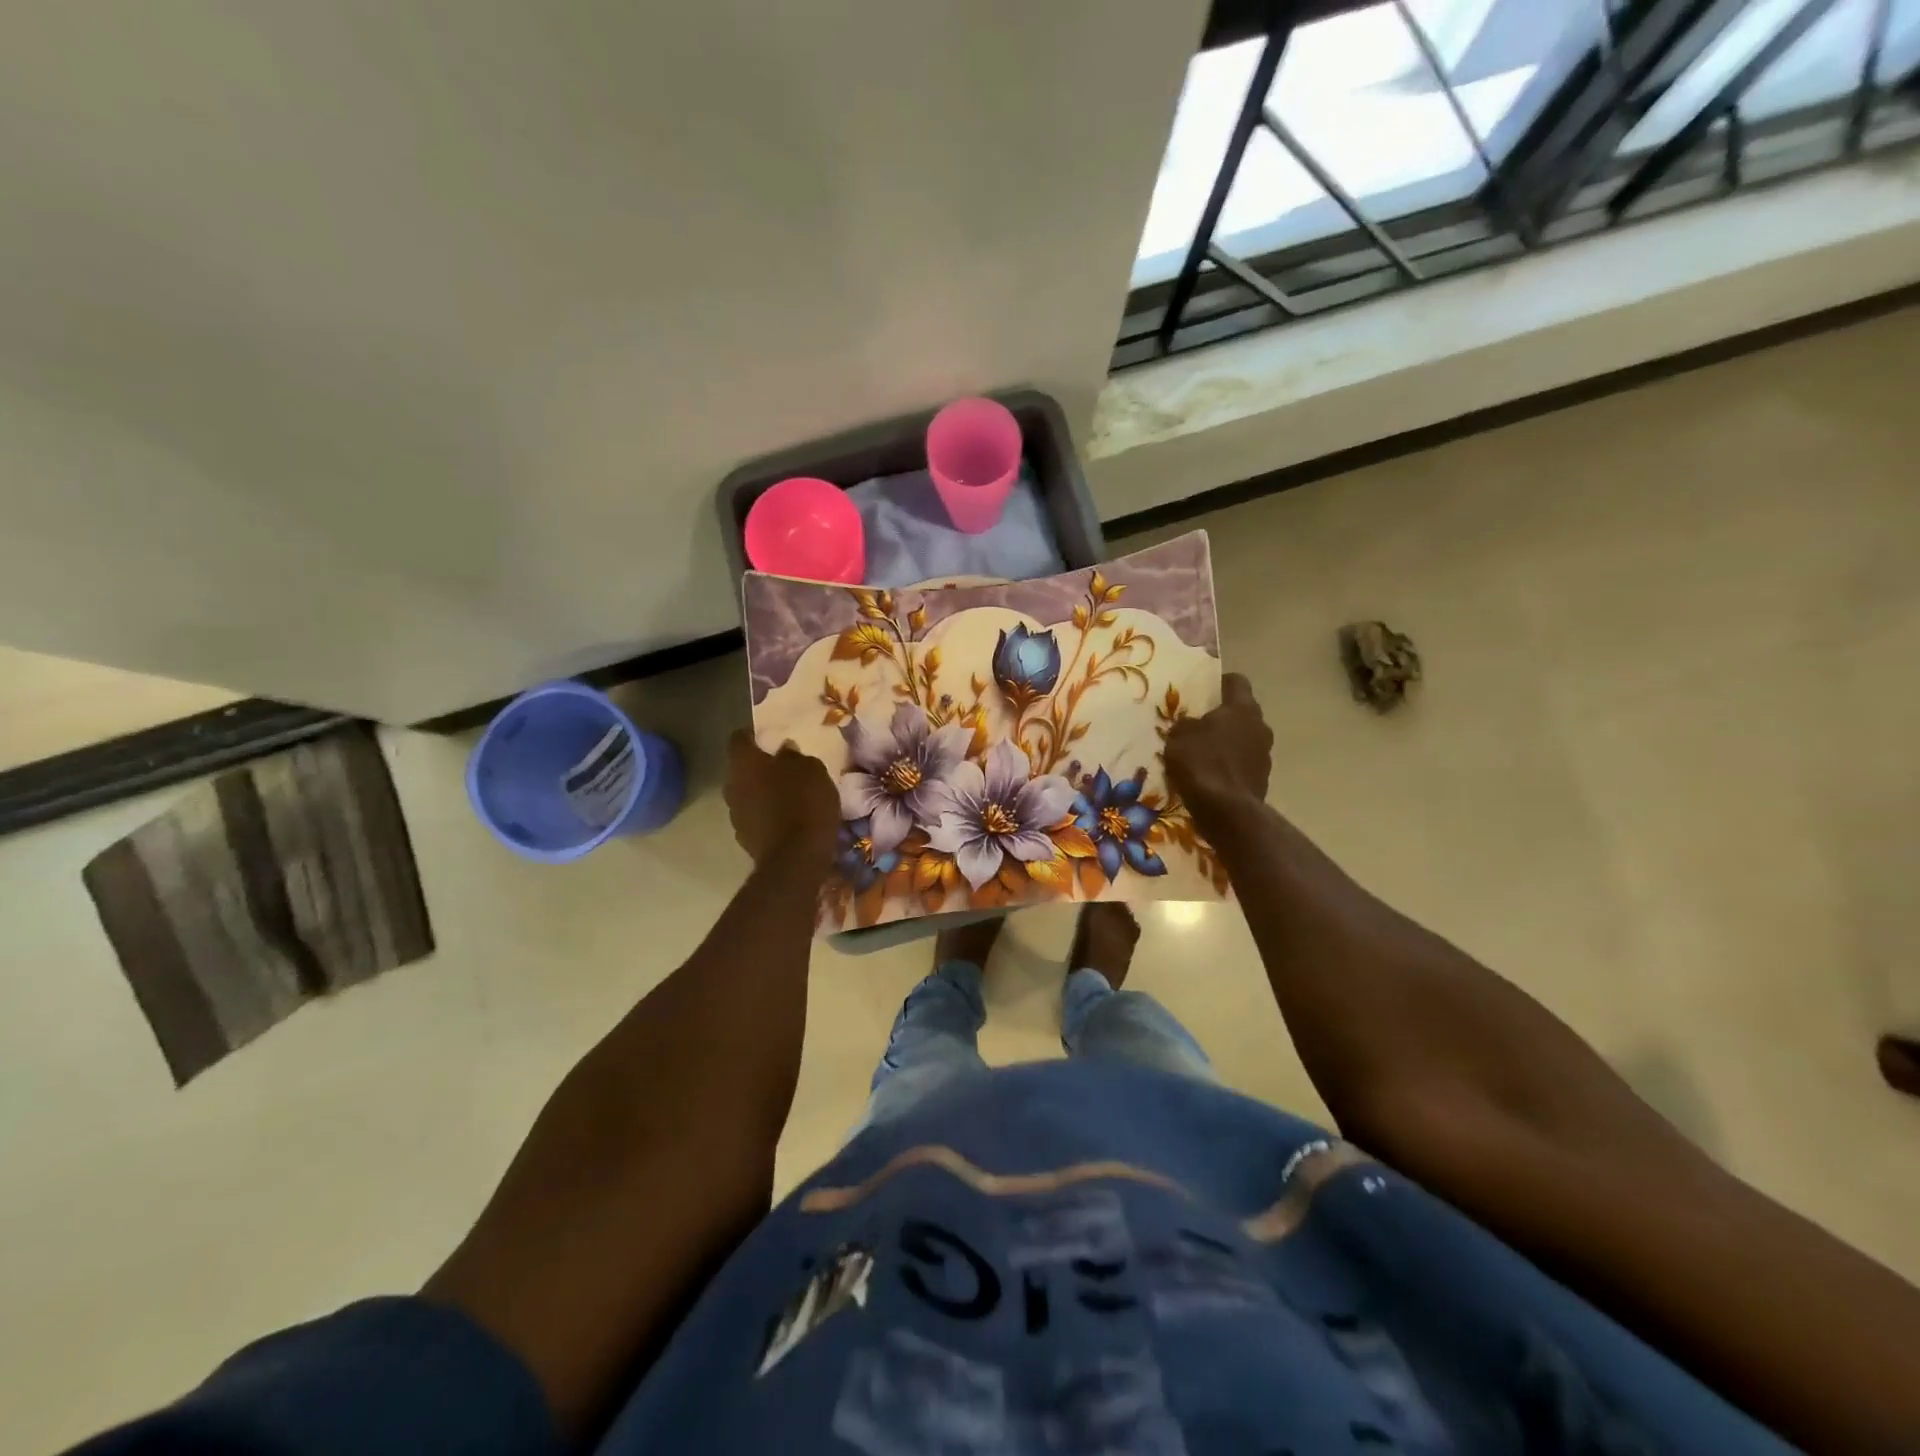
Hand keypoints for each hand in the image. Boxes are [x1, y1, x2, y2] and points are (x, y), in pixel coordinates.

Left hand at [725, 730, 839, 869]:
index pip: (739, 738)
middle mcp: (731, 786)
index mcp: (744, 763)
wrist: (797, 858)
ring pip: (747, 795)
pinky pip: (755, 818)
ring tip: (788, 797)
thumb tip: (784, 750)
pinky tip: (788, 820)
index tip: (772, 739)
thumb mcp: (812, 769)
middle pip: (742, 769)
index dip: (754, 736)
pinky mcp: (744, 839)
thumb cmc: (805, 803)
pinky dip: (767, 816)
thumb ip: (794, 756)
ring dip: (762, 793)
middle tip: (784, 769)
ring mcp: (735, 815)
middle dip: (760, 768)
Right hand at [1166, 673, 1271, 818]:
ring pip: (1245, 739)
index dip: (1220, 683)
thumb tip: (1190, 724)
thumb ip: (1186, 724)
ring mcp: (1265, 754)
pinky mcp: (1263, 779)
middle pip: (1242, 712)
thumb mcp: (1178, 737)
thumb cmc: (1201, 763)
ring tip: (1205, 753)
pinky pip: (1244, 764)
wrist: (1226, 810)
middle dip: (1224, 716)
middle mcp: (1260, 725)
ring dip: (1229, 743)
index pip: (1237, 681)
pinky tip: (1212, 775)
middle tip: (1200, 723)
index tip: (1204, 690)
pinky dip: (1231, 766)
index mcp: (1242, 708)